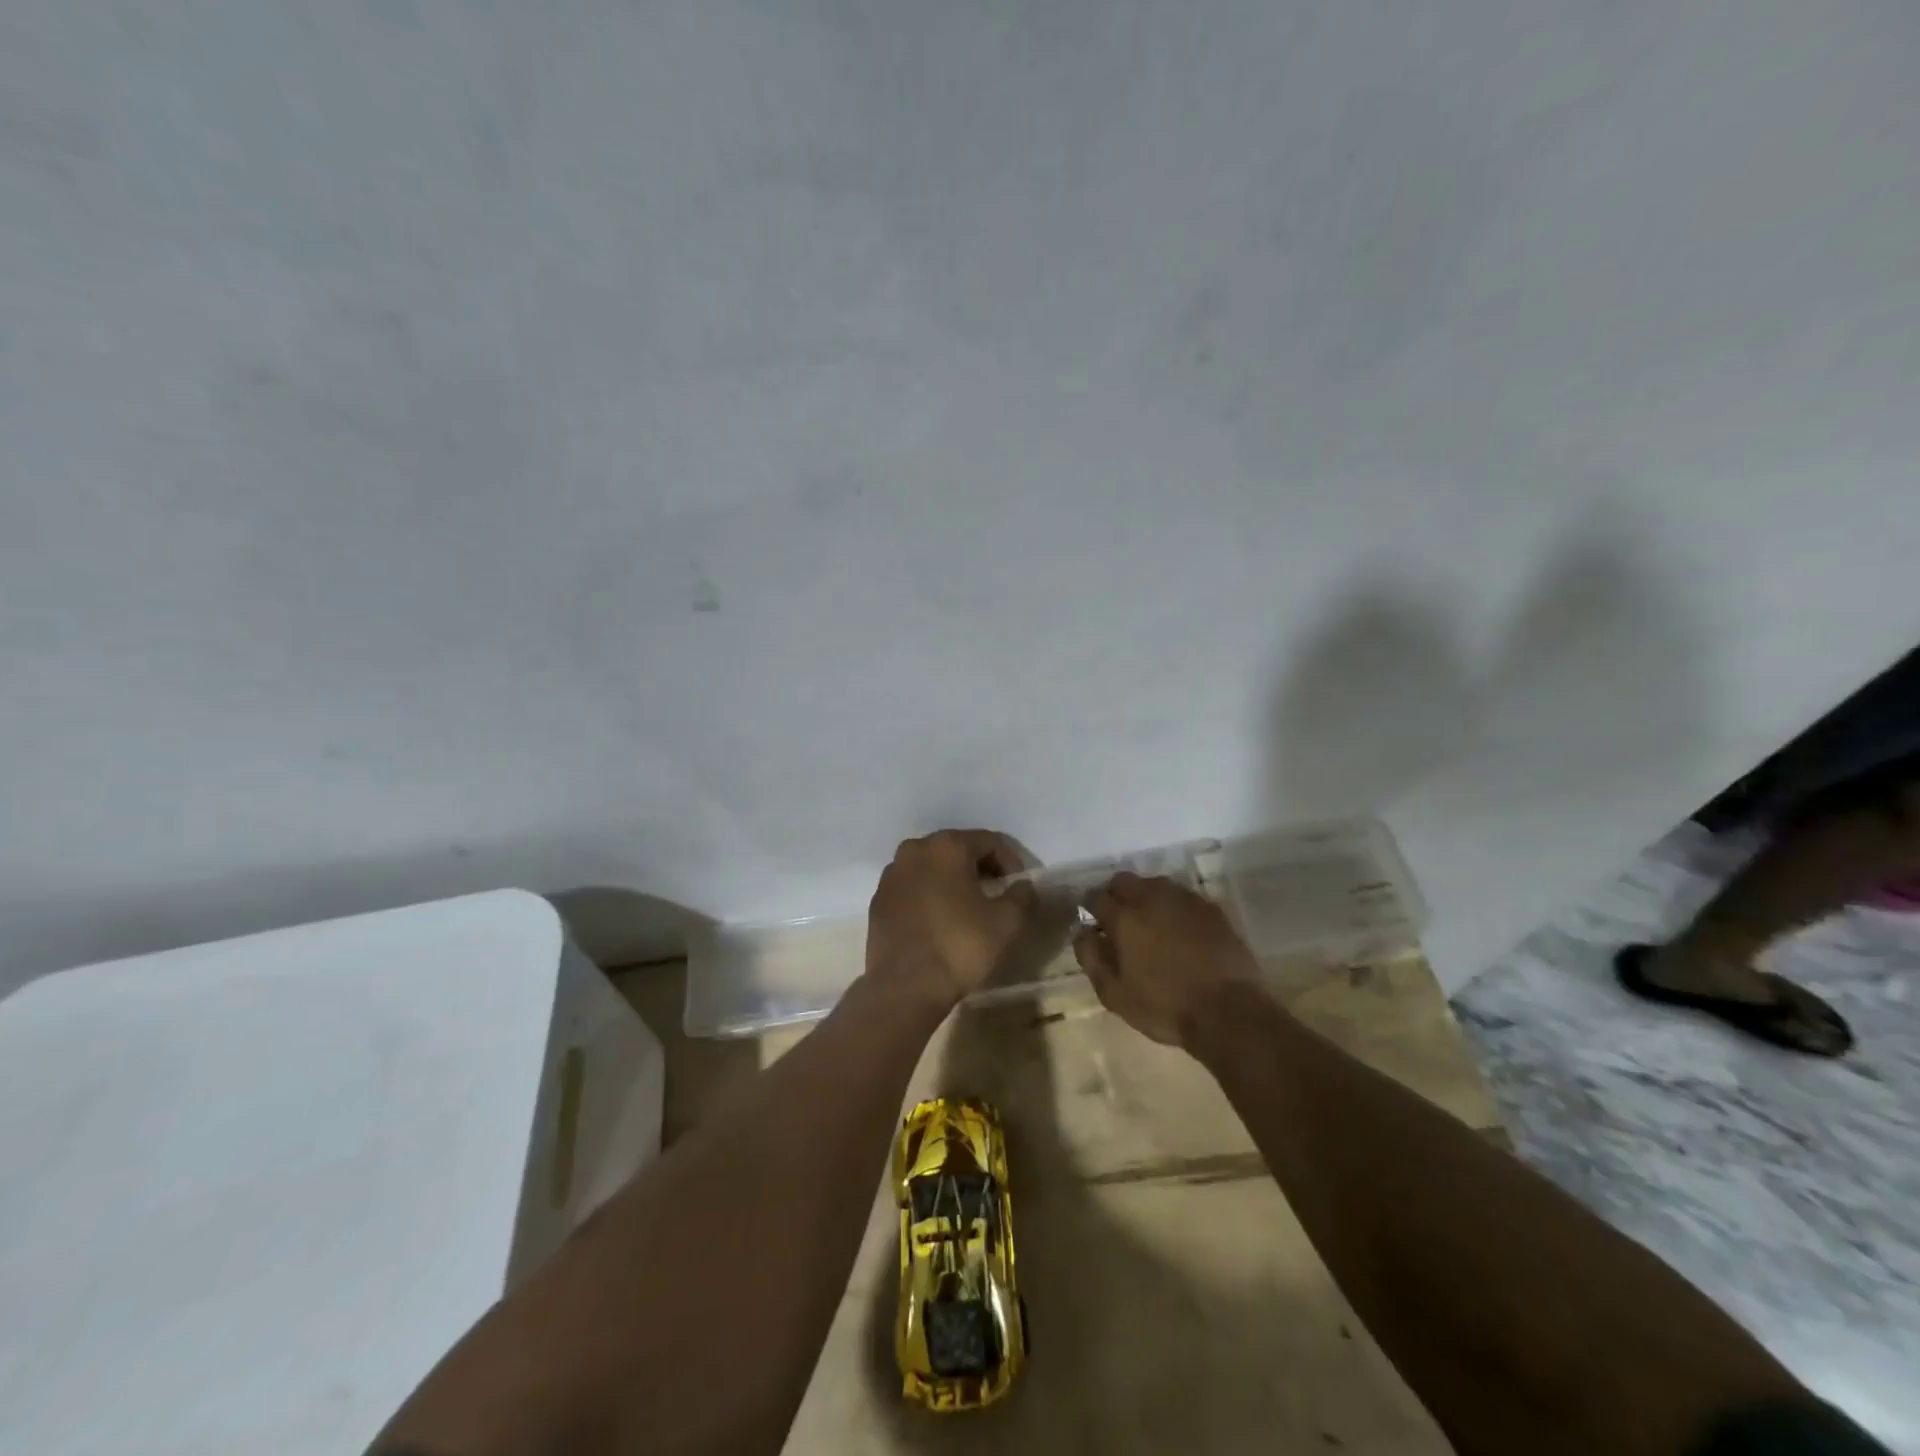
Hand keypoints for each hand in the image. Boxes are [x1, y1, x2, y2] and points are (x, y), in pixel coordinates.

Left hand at [865, 830, 1036, 1007]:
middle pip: (958, 849)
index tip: (1018, 888)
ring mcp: (892, 874)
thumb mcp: (1007, 922)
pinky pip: (912, 887)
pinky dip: (929, 895)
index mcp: (947, 846)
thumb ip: (1022, 895)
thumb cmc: (960, 947)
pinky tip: (939, 921)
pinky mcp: (878, 899)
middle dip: (980, 867)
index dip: (1011, 862)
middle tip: (997, 894)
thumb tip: (1021, 885)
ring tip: (967, 908)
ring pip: (932, 867)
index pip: (990, 841)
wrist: (905, 987)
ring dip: (953, 880)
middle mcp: (915, 850)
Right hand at [1073, 872, 1263, 1047]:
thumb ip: (1091, 957)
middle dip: (1115, 894)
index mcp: (1124, 918)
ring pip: (1154, 884)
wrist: (1229, 1012)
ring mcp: (1184, 900)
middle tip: (1119, 920)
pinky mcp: (1210, 908)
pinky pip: (1182, 896)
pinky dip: (1173, 905)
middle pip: (1123, 880)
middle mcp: (1151, 898)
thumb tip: (1081, 931)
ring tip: (1150, 922)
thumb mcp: (1114, 994)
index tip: (1093, 923)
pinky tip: (1179, 927)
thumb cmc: (1165, 1007)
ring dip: (1144, 896)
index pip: (1095, 897)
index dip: (1090, 908)